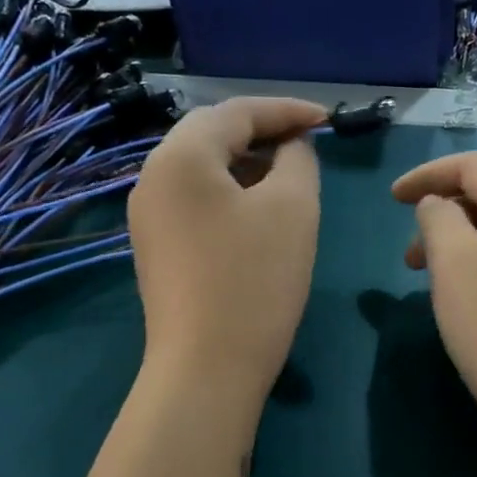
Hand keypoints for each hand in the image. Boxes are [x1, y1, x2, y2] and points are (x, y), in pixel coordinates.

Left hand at [130, 97, 326, 408]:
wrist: (206, 366)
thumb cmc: (255, 280)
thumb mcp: (293, 209)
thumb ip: (298, 160)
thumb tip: (292, 147)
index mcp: (180, 156)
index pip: (236, 112)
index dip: (286, 110)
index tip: (328, 118)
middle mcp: (152, 178)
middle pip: (212, 135)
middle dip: (263, 133)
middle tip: (308, 143)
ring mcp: (148, 217)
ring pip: (203, 170)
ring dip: (248, 164)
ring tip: (290, 176)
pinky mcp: (156, 249)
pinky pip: (196, 201)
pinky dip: (230, 194)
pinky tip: (259, 214)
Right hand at [392, 152, 476, 447]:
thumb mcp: (454, 261)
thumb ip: (438, 218)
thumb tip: (438, 206)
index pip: (474, 166)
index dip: (428, 174)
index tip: (392, 199)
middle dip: (442, 213)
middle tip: (410, 256)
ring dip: (459, 243)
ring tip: (430, 280)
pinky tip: (466, 298)